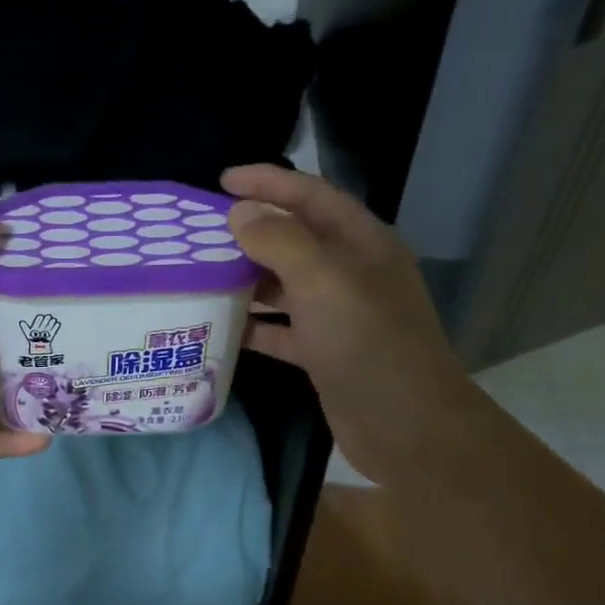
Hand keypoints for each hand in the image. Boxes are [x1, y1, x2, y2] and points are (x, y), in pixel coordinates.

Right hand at [223, 164, 477, 483]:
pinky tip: (220, 327)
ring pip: (284, 286)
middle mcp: (350, 274)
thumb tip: (240, 214)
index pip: (311, 196)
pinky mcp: (323, 352)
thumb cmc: (366, 343)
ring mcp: (337, 315)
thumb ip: (280, 241)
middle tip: (201, 232)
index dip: (268, 182)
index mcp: (361, 244)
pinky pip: (280, 329)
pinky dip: (253, 326)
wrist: (404, 424)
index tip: (222, 180)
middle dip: (251, 232)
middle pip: (296, 240)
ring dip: (247, 279)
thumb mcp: (323, 281)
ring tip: (201, 275)